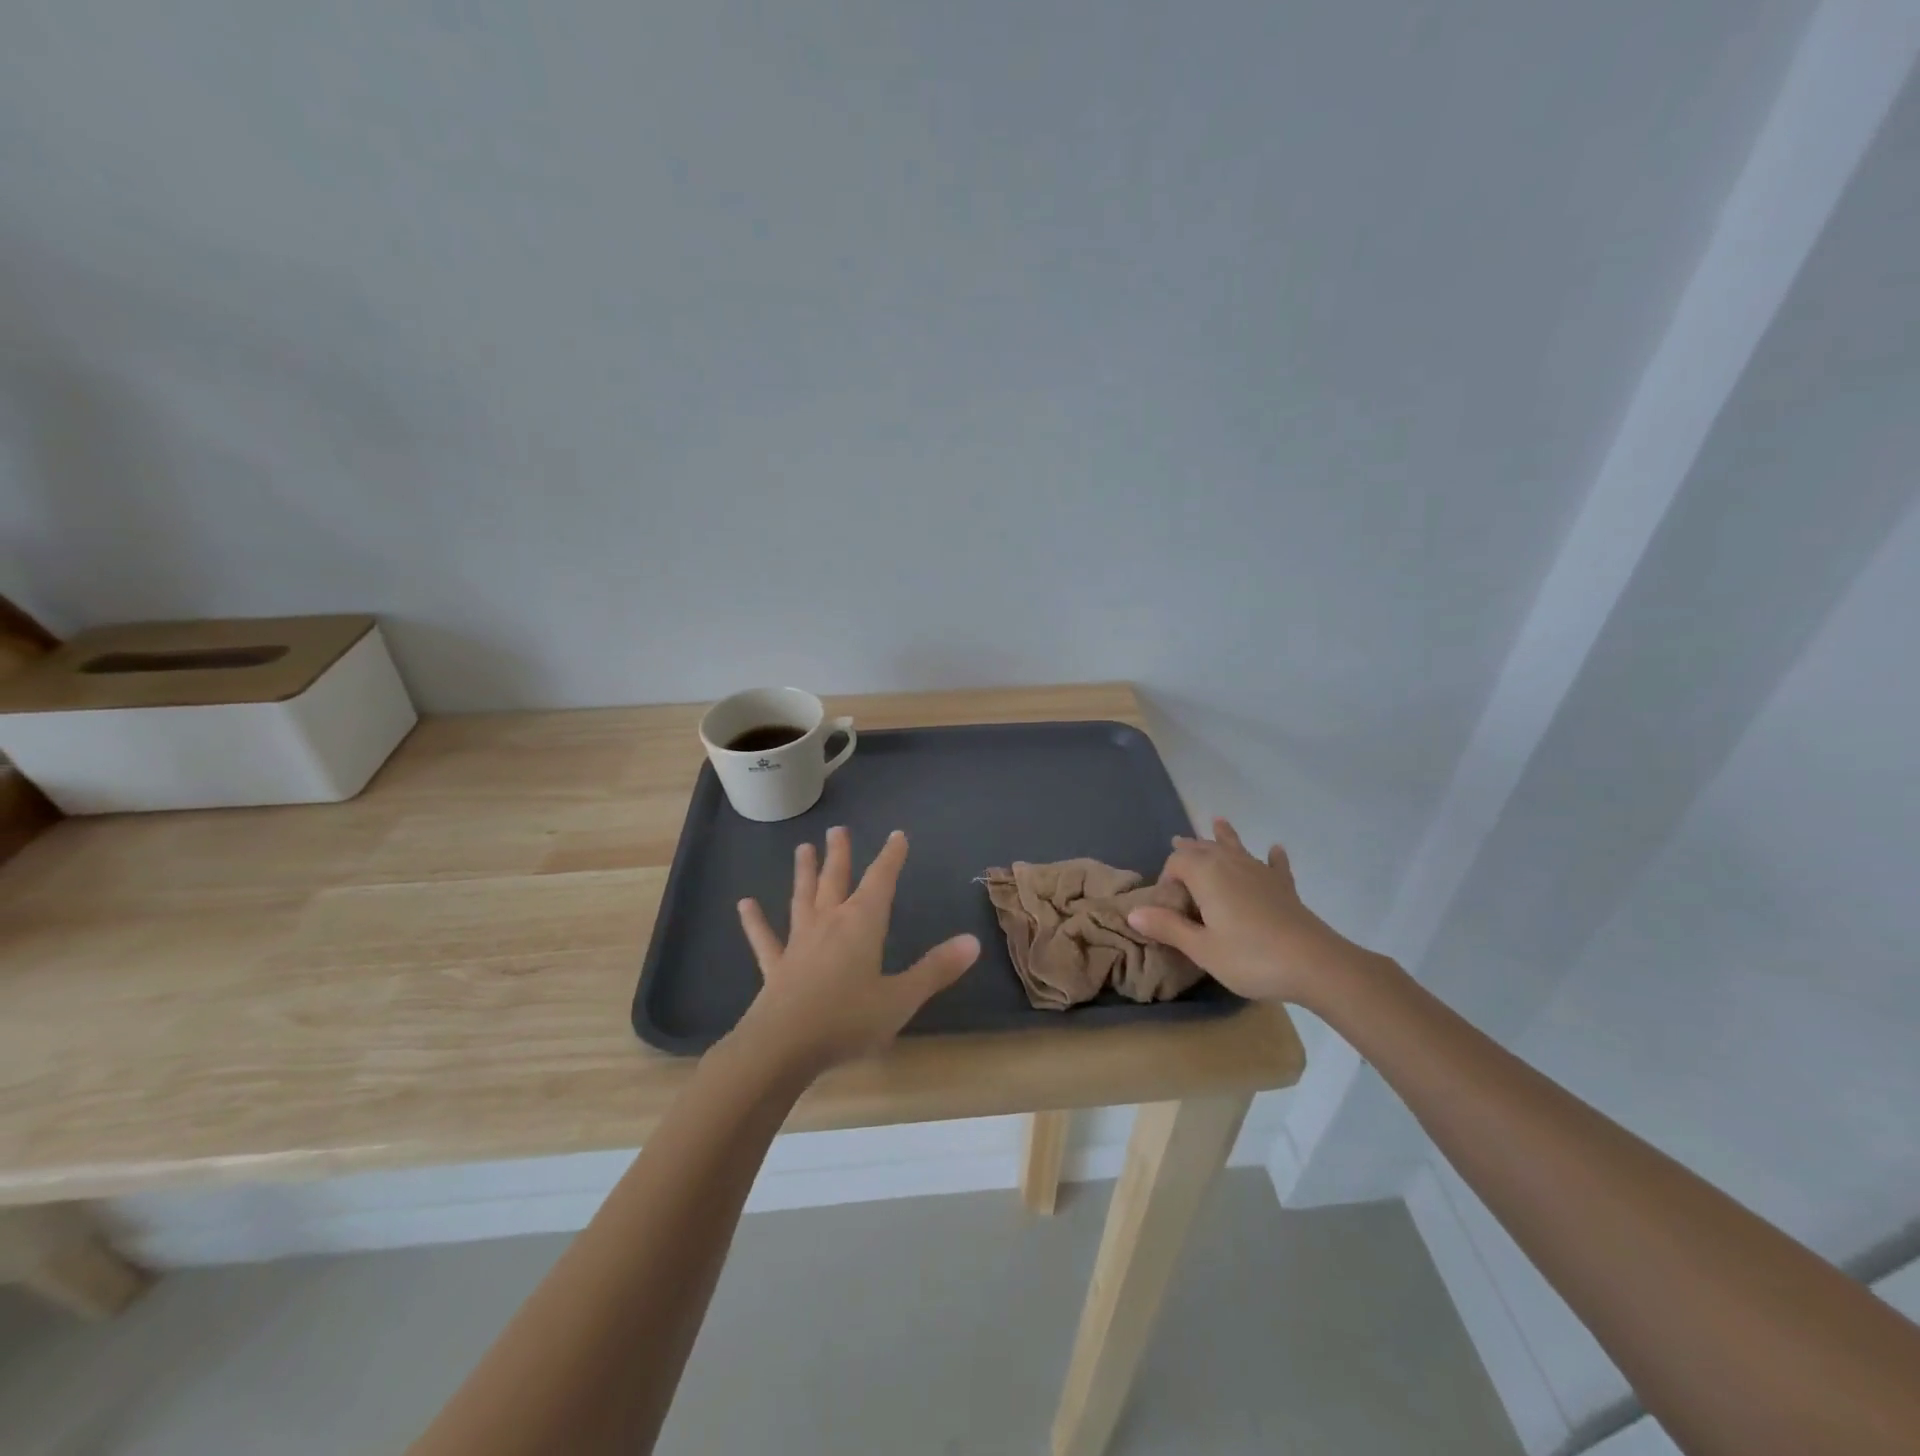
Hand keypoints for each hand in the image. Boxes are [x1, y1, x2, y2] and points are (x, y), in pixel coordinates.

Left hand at [729, 826, 979, 1074]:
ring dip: (804, 873)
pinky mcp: (776, 967)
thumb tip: (973, 941)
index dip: (890, 857)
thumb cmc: (847, 1020)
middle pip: (836, 880)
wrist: (782, 1048)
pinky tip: (745, 904)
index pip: (880, 881)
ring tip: (802, 848)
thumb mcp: (901, 998)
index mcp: (862, 925)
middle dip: (840, 855)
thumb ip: (936, 969)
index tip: (896, 835)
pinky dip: (755, 921)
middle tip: (838, 830)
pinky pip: (765, 939)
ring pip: (802, 899)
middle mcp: (829, 923)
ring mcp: (799, 943)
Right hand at [1125, 818, 1370, 1006]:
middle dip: (1189, 847)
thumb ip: (1168, 927)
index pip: (1177, 861)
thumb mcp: (1201, 948)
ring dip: (1223, 837)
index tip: (1167, 906)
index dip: (1167, 877)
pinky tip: (1275, 850)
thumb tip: (1133, 912)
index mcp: (1206, 874)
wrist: (1315, 964)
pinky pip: (1274, 865)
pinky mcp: (1284, 887)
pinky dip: (1272, 857)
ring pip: (1236, 848)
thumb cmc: (1250, 957)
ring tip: (1218, 822)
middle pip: (1204, 848)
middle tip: (1177, 842)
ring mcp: (1260, 872)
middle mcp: (1231, 864)